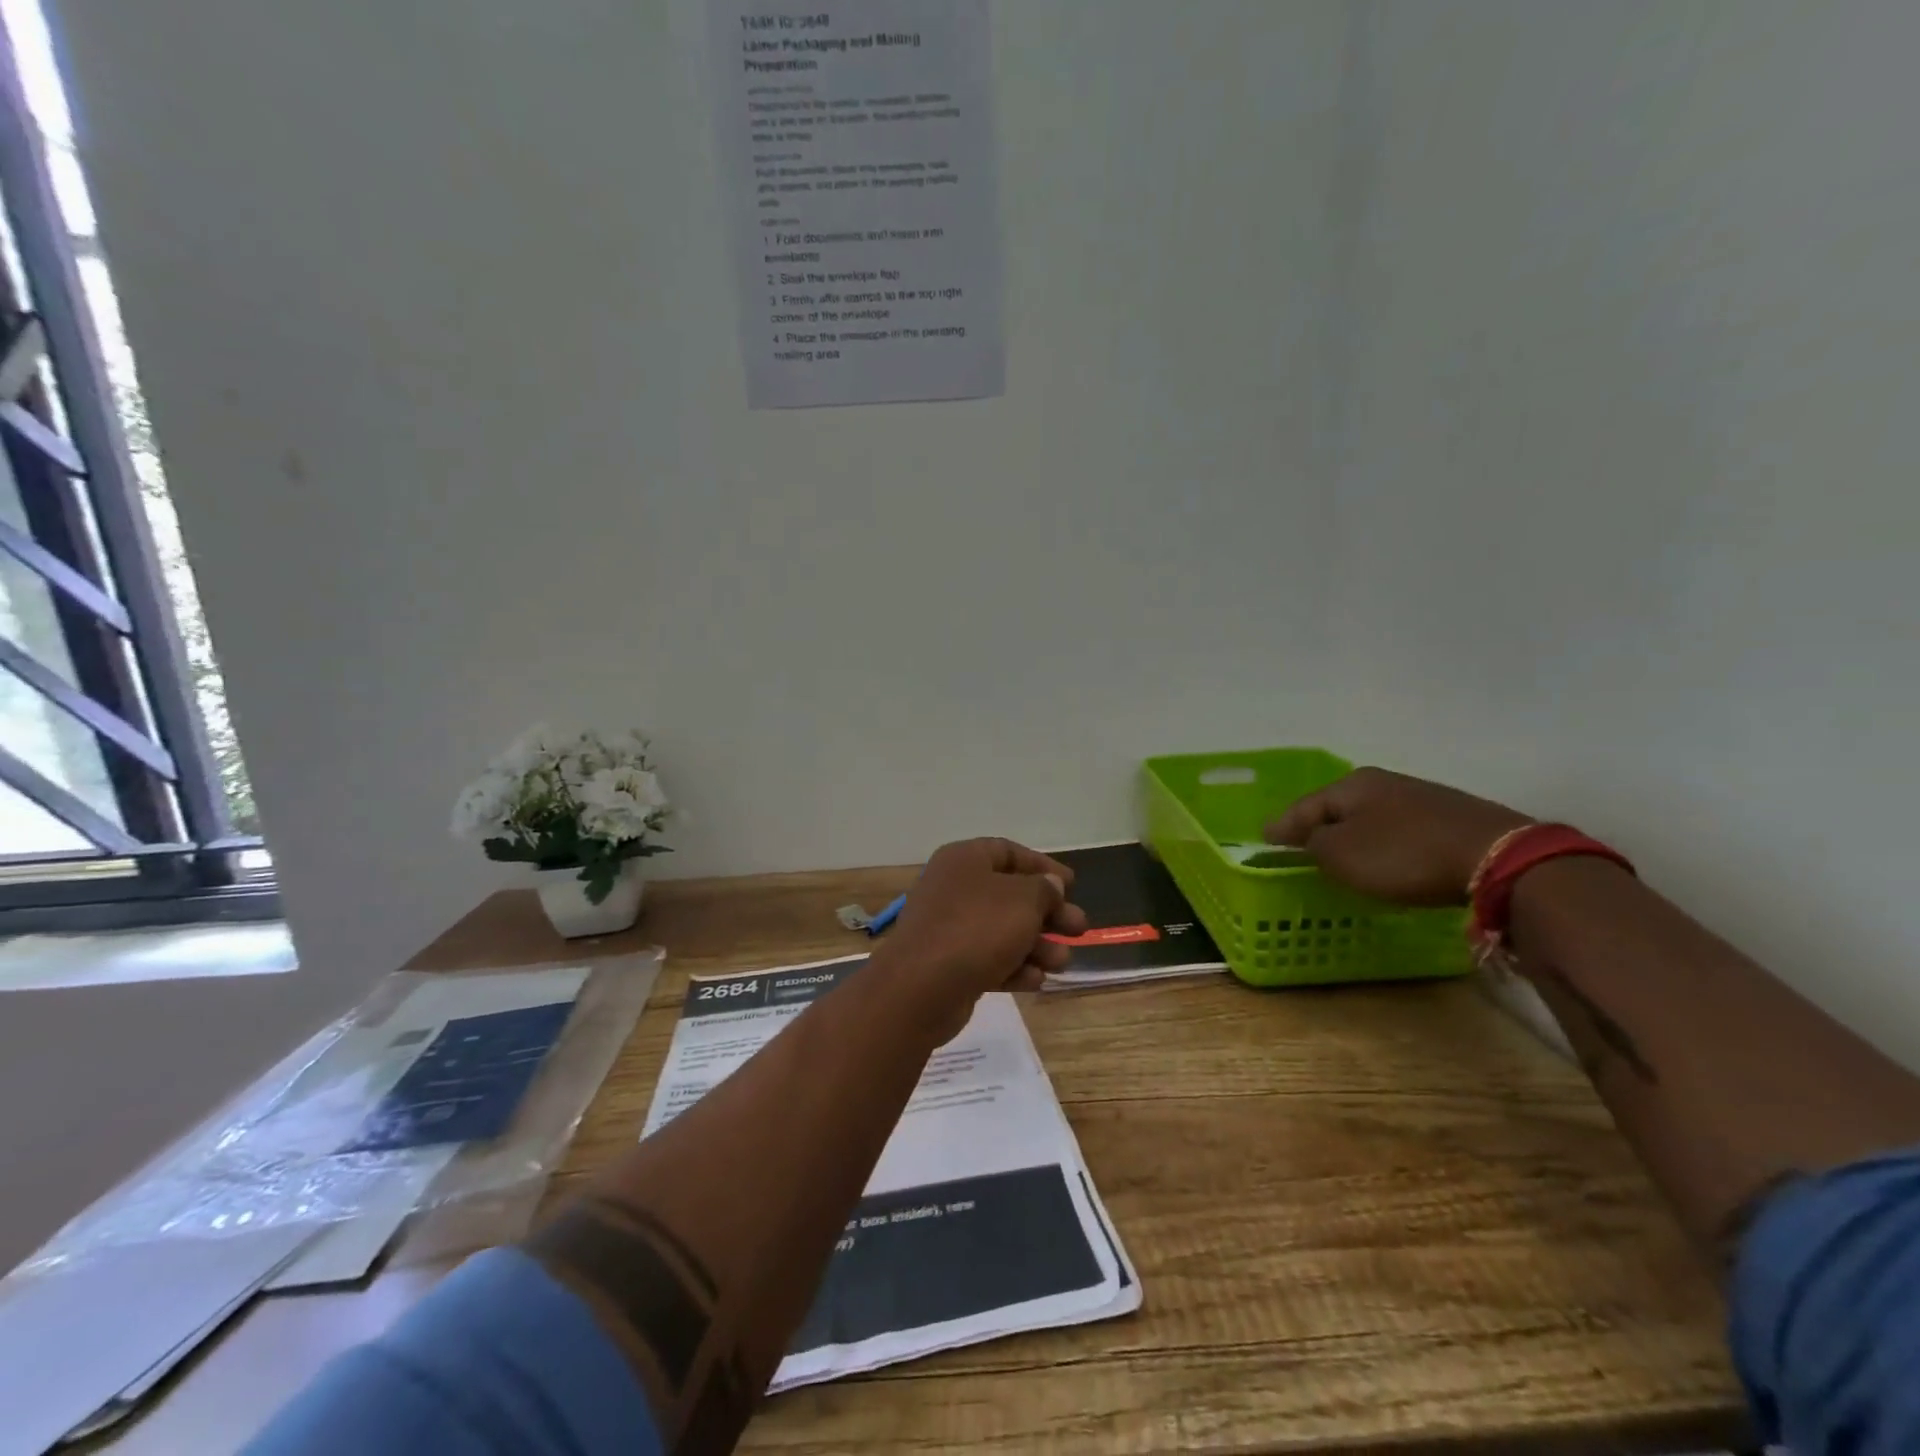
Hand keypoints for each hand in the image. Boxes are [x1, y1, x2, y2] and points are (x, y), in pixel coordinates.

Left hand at [881, 839, 1087, 1031]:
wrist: (921, 987)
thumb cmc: (977, 928)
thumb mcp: (1023, 900)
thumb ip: (1044, 889)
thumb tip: (1050, 885)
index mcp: (965, 860)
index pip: (1008, 852)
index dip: (1042, 866)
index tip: (1072, 884)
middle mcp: (954, 888)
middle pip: (1010, 895)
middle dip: (1048, 913)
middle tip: (1078, 928)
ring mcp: (948, 928)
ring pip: (1002, 931)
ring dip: (1037, 945)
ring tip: (1063, 962)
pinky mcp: (948, 965)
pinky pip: (987, 960)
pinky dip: (1013, 968)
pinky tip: (1036, 981)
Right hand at [1265, 768, 1531, 905]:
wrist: (1499, 859)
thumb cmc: (1404, 855)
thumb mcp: (1341, 855)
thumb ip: (1312, 845)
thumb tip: (1307, 839)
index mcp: (1352, 784)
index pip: (1304, 806)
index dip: (1282, 827)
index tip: (1265, 841)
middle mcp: (1384, 782)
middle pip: (1338, 808)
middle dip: (1319, 827)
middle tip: (1300, 848)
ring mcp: (1422, 798)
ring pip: (1371, 818)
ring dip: (1353, 836)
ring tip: (1341, 856)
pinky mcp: (1452, 819)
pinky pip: (1401, 830)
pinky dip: (1385, 844)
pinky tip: (1387, 859)